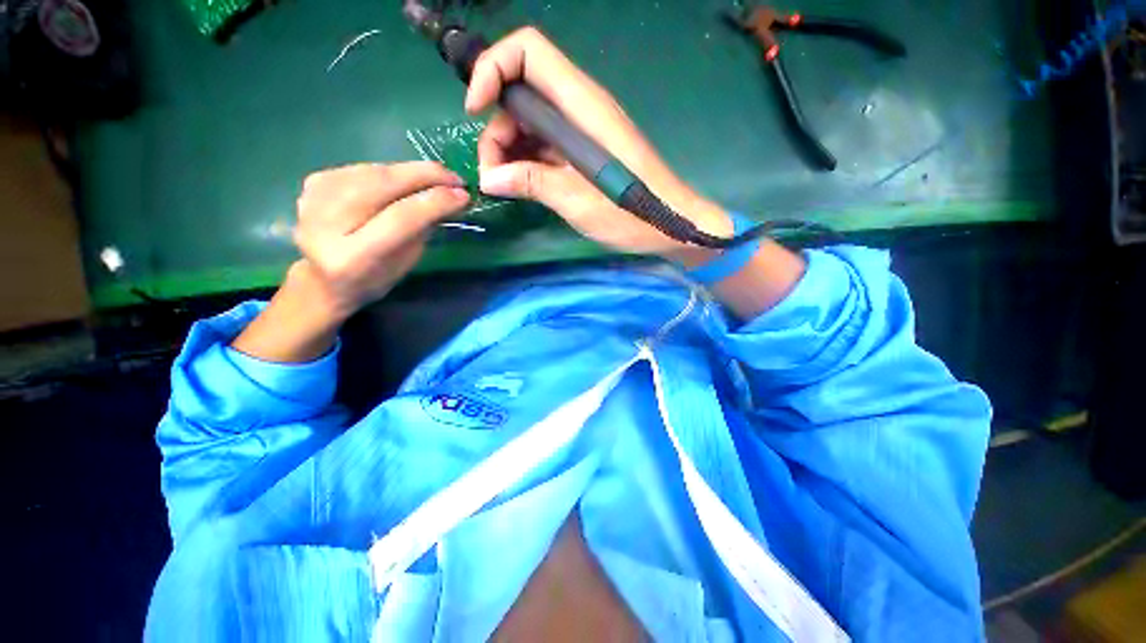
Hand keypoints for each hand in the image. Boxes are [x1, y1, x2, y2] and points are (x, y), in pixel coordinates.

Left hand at [292, 161, 469, 320]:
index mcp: (353, 257)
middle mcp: (326, 224)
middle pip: (383, 185)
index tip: (463, 195)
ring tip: (436, 178)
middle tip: (455, 178)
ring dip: (410, 171)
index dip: (434, 202)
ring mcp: (314, 199)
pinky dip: (390, 172)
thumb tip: (448, 198)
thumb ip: (422, 230)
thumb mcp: (405, 263)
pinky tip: (404, 181)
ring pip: (374, 171)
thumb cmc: (373, 278)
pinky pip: (362, 168)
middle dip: (425, 176)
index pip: (400, 218)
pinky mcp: (312, 183)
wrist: (323, 279)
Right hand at [466, 27, 731, 261]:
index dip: (492, 68)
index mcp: (582, 106)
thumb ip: (534, 183)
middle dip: (497, 127)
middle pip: (521, 92)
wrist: (672, 225)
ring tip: (506, 186)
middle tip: (492, 175)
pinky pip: (544, 146)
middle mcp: (579, 109)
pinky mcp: (583, 152)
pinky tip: (523, 186)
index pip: (529, 51)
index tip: (474, 110)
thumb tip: (490, 178)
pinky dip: (527, 162)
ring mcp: (581, 131)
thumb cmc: (633, 214)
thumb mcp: (579, 201)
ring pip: (530, 123)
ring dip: (509, 150)